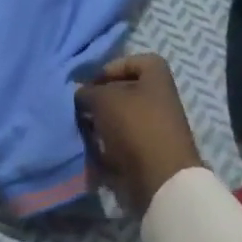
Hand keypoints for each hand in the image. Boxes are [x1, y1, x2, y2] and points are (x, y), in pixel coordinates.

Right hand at [75, 54, 204, 214]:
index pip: (133, 61)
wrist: (160, 180)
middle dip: (100, 99)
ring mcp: (155, 128)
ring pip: (119, 119)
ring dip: (100, 124)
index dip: (110, 68)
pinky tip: (92, 149)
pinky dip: (107, 146)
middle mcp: (159, 100)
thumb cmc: (134, 126)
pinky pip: (122, 143)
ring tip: (83, 129)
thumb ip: (87, 92)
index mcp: (157, 78)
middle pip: (124, 92)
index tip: (92, 83)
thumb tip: (81, 94)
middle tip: (81, 107)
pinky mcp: (149, 154)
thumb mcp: (103, 99)